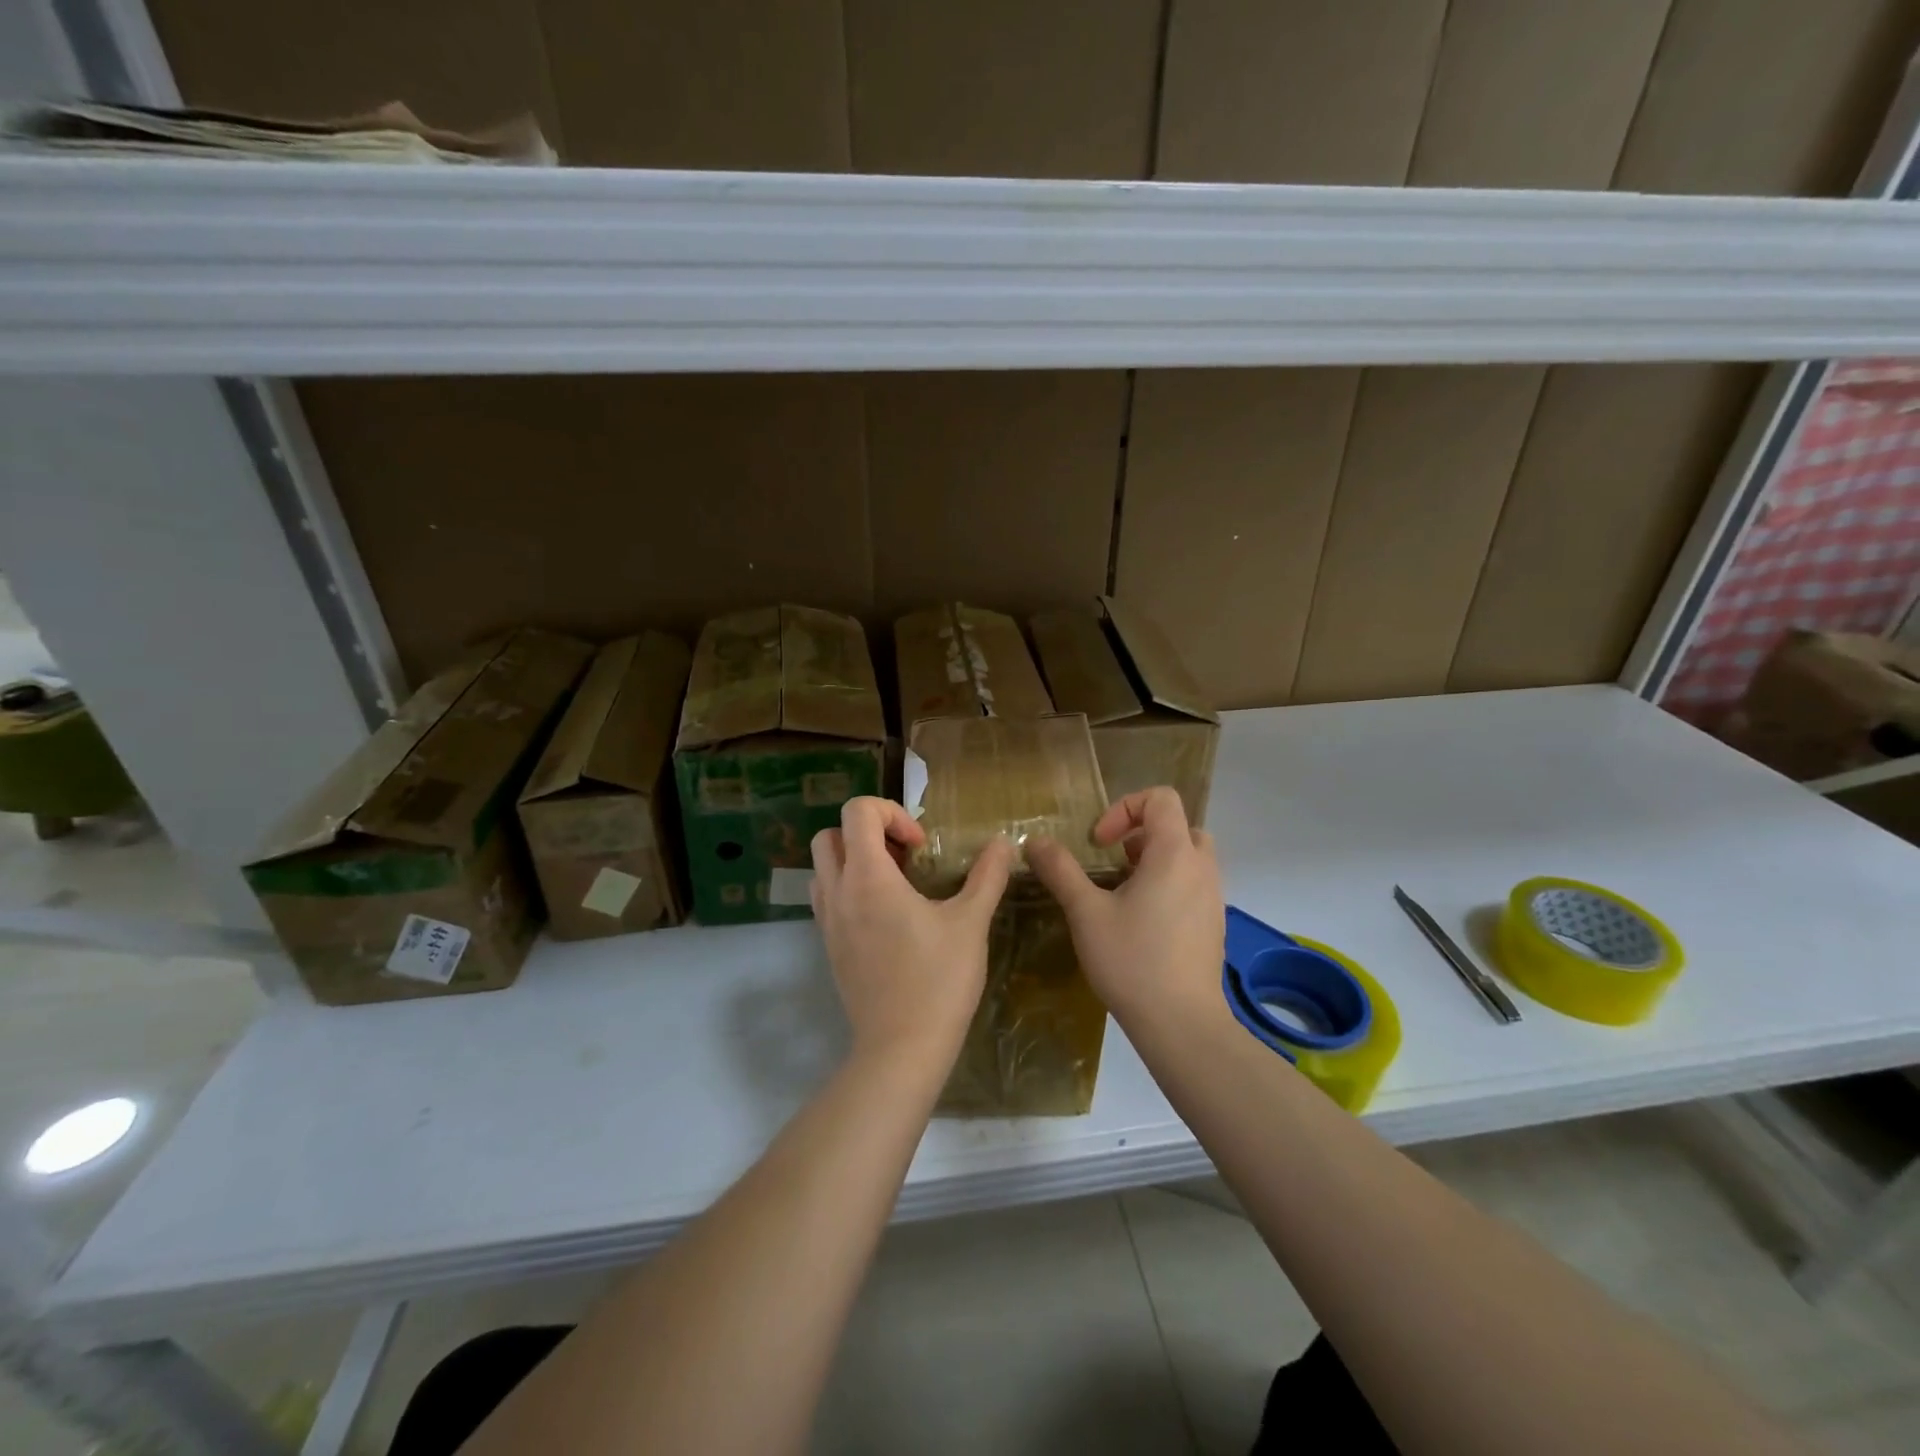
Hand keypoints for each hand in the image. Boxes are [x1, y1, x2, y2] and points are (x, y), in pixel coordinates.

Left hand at [811, 797, 1013, 1062]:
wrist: (900, 1049)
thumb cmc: (938, 981)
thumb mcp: (971, 923)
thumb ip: (987, 876)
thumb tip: (1004, 843)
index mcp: (868, 877)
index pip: (857, 811)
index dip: (891, 813)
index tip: (920, 846)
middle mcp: (838, 892)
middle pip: (831, 834)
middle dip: (868, 833)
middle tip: (906, 858)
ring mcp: (827, 921)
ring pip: (823, 866)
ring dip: (854, 860)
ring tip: (895, 884)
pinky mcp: (828, 946)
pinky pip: (827, 898)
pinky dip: (849, 888)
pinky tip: (886, 915)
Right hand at [1027, 787, 1224, 1023]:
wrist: (1182, 1024)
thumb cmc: (1132, 961)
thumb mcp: (1086, 912)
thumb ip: (1060, 870)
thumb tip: (1034, 841)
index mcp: (1174, 854)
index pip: (1161, 798)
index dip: (1124, 808)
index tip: (1099, 843)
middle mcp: (1202, 868)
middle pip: (1179, 825)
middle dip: (1141, 834)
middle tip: (1113, 862)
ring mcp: (1213, 897)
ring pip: (1188, 857)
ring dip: (1154, 860)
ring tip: (1123, 891)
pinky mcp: (1213, 924)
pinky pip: (1193, 884)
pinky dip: (1168, 885)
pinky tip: (1141, 922)